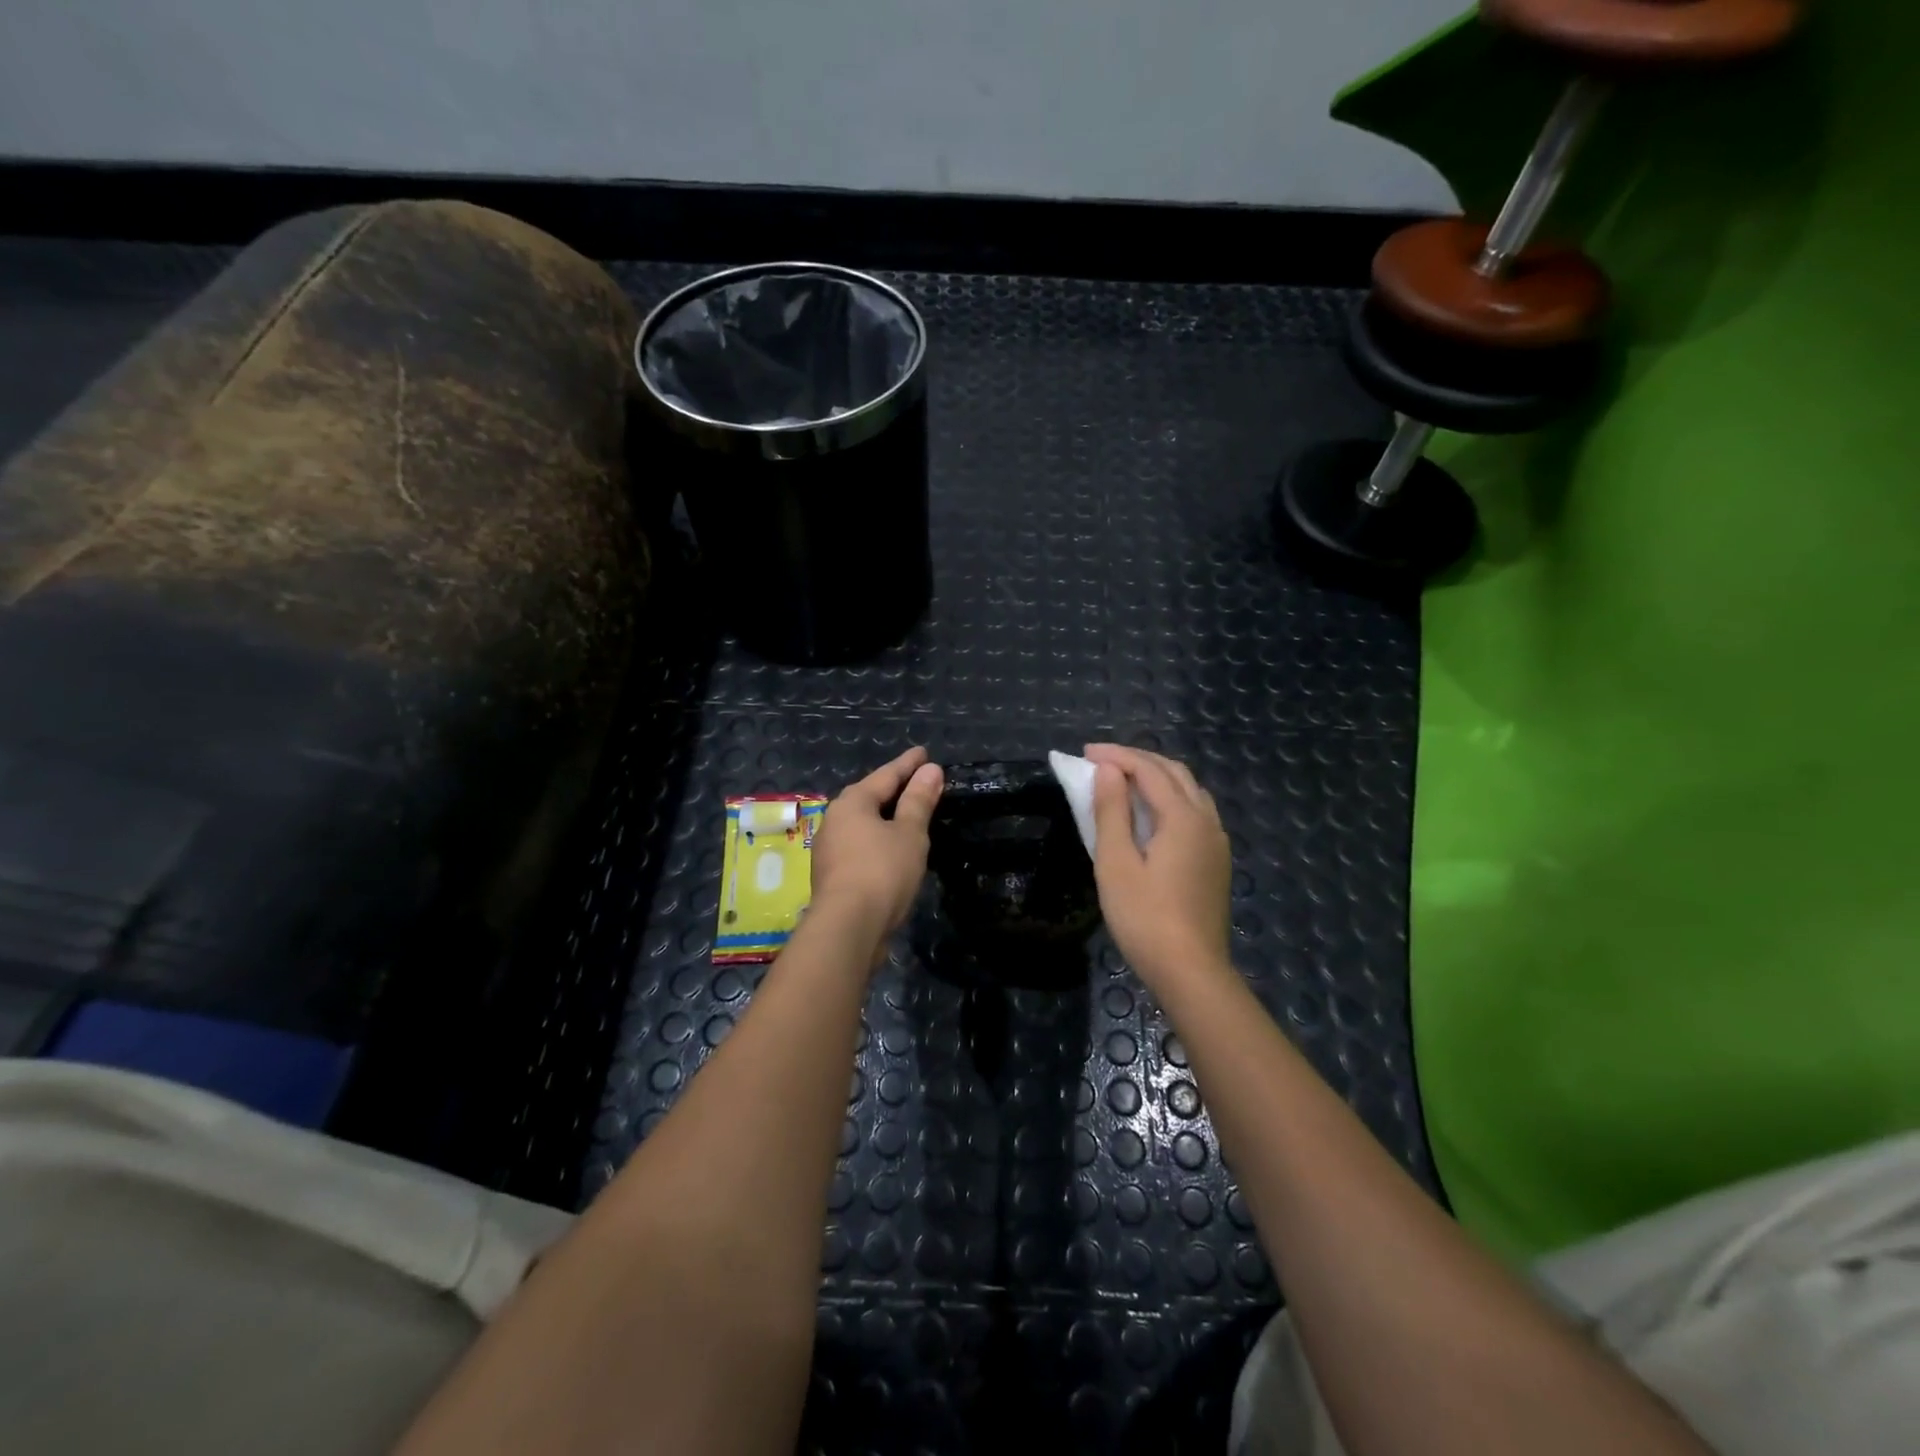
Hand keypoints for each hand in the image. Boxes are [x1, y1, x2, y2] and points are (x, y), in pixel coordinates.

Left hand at [809, 747, 944, 937]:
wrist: (848, 928)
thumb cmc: (882, 872)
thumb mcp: (910, 833)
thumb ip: (919, 801)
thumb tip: (931, 770)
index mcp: (852, 803)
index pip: (886, 775)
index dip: (908, 764)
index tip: (925, 753)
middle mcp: (835, 820)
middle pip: (869, 797)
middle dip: (893, 788)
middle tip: (916, 780)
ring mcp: (829, 849)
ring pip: (863, 823)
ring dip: (885, 817)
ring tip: (907, 814)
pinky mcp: (832, 875)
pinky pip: (860, 845)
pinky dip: (879, 840)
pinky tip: (892, 848)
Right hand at [1085, 744, 1231, 990]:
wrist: (1191, 972)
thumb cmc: (1144, 918)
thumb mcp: (1116, 863)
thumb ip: (1111, 812)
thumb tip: (1109, 771)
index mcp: (1183, 817)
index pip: (1149, 770)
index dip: (1117, 756)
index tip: (1085, 753)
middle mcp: (1207, 821)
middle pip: (1175, 773)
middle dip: (1138, 759)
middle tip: (1102, 761)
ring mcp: (1217, 842)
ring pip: (1190, 791)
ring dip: (1158, 776)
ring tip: (1125, 779)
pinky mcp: (1217, 861)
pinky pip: (1196, 811)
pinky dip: (1171, 797)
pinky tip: (1152, 813)